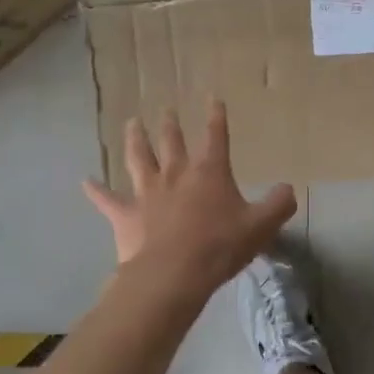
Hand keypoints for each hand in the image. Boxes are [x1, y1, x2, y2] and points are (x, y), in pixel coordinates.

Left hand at [83, 100, 296, 293]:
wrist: (173, 275)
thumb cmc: (220, 246)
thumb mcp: (262, 225)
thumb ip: (279, 203)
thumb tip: (288, 189)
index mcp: (209, 172)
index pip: (215, 136)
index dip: (215, 117)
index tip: (212, 99)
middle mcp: (176, 174)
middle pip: (171, 142)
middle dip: (170, 124)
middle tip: (165, 109)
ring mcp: (147, 193)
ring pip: (139, 159)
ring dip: (135, 140)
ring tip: (131, 123)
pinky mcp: (125, 216)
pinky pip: (107, 200)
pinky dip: (96, 191)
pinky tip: (85, 181)